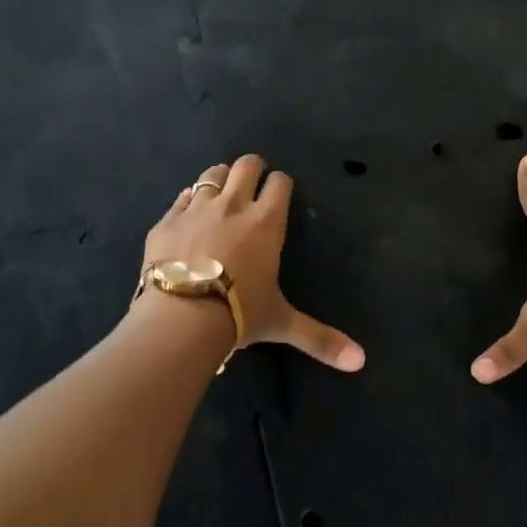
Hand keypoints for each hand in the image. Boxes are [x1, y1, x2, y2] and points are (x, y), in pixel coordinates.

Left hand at [144, 153, 365, 371]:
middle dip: (252, 169)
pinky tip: (188, 214)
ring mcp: (196, 209)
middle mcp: (233, 206)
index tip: (280, 192)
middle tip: (252, 184)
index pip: (280, 183)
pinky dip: (187, 201)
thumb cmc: (238, 314)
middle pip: (246, 165)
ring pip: (211, 174)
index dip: (281, 183)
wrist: (180, 317)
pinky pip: (180, 198)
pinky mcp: (166, 221)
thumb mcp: (281, 323)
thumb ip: (319, 338)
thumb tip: (360, 361)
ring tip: (220, 193)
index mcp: (266, 222)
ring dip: (219, 179)